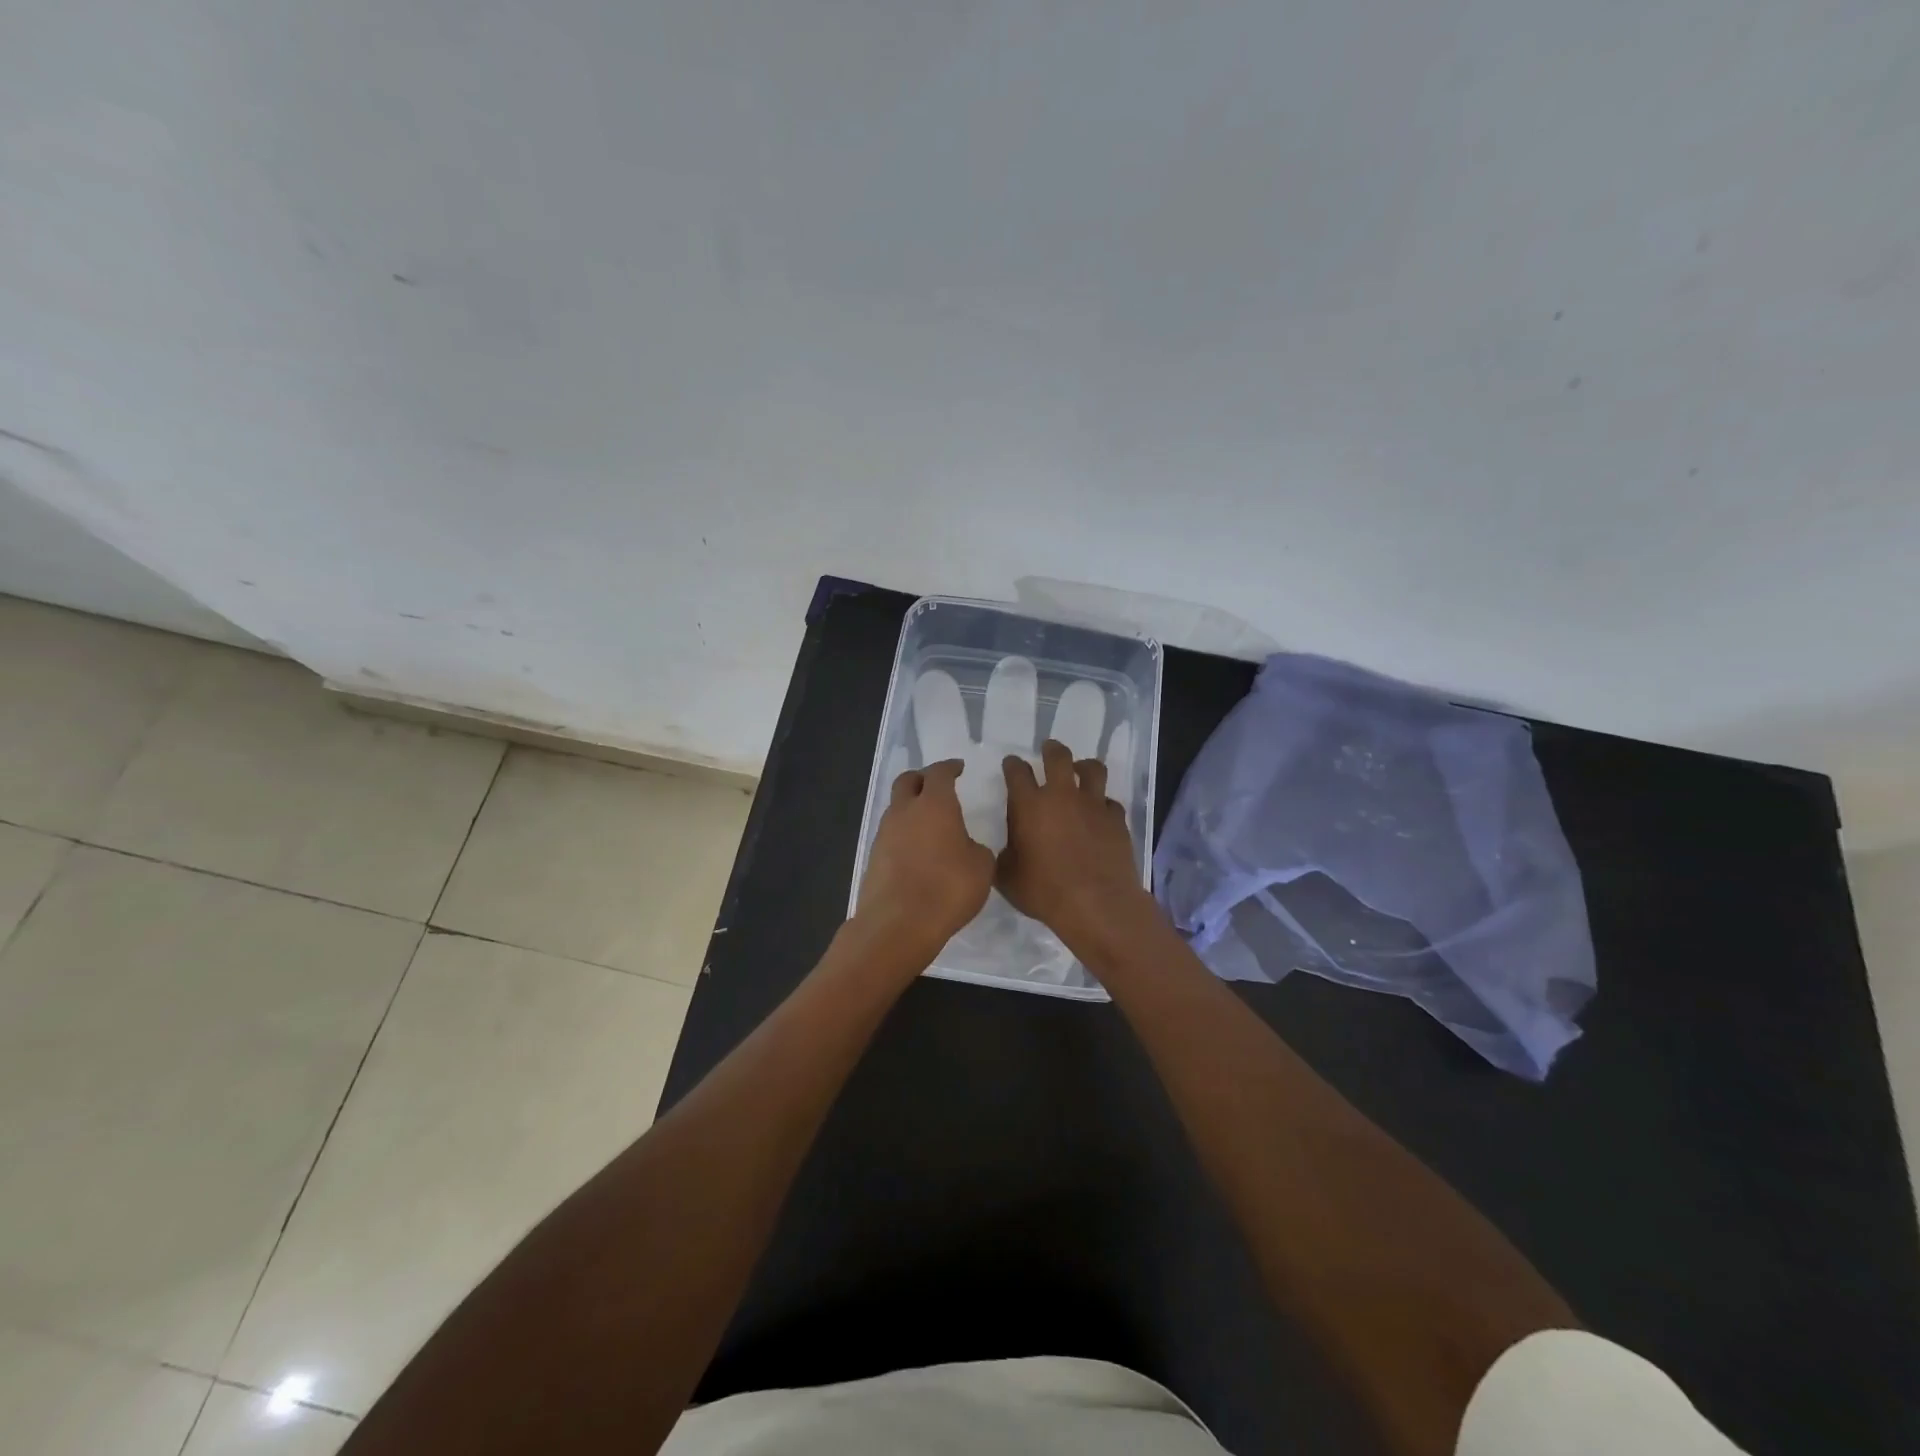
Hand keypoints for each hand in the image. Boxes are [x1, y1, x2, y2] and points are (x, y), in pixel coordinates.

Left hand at [854, 759, 995, 968]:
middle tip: (936, 785)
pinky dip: (904, 835)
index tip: (958, 768)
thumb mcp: (982, 867)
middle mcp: (905, 811)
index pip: (939, 773)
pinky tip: (917, 851)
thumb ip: (976, 848)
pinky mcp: (874, 858)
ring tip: (929, 823)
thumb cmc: (947, 889)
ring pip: (896, 808)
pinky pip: (891, 835)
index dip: (950, 767)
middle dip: (922, 778)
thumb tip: (965, 847)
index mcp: (935, 804)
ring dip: (911, 808)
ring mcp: (884, 834)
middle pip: (908, 781)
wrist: (898, 924)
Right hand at [998, 739, 1156, 955]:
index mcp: (1029, 805)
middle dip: (1051, 749)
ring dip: (1084, 766)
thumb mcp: (1007, 877)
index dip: (1013, 765)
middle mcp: (1061, 796)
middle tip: (1049, 749)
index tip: (1012, 764)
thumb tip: (1007, 849)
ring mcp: (1093, 805)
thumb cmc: (1044, 891)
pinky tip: (1100, 813)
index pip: (1017, 771)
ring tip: (1080, 770)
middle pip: (1058, 757)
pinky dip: (1104, 804)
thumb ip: (1004, 855)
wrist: (1095, 904)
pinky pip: (1111, 802)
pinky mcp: (1116, 819)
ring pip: (1092, 769)